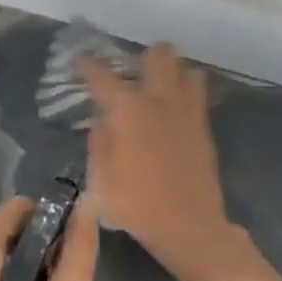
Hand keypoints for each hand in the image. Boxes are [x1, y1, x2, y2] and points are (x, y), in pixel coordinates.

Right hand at [78, 43, 232, 280]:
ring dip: (170, 71)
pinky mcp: (204, 126)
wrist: (189, 225)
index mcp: (128, 109)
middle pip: (158, 55)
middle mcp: (159, 99)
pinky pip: (198, 93)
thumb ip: (98, 142)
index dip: (85, 65)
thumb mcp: (100, 177)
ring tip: (157, 87)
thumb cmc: (136, 204)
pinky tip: (173, 107)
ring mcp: (187, 110)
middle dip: (141, 57)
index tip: (77, 63)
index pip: (101, 75)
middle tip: (129, 73)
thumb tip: (102, 121)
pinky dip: (185, 90)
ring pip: (185, 69)